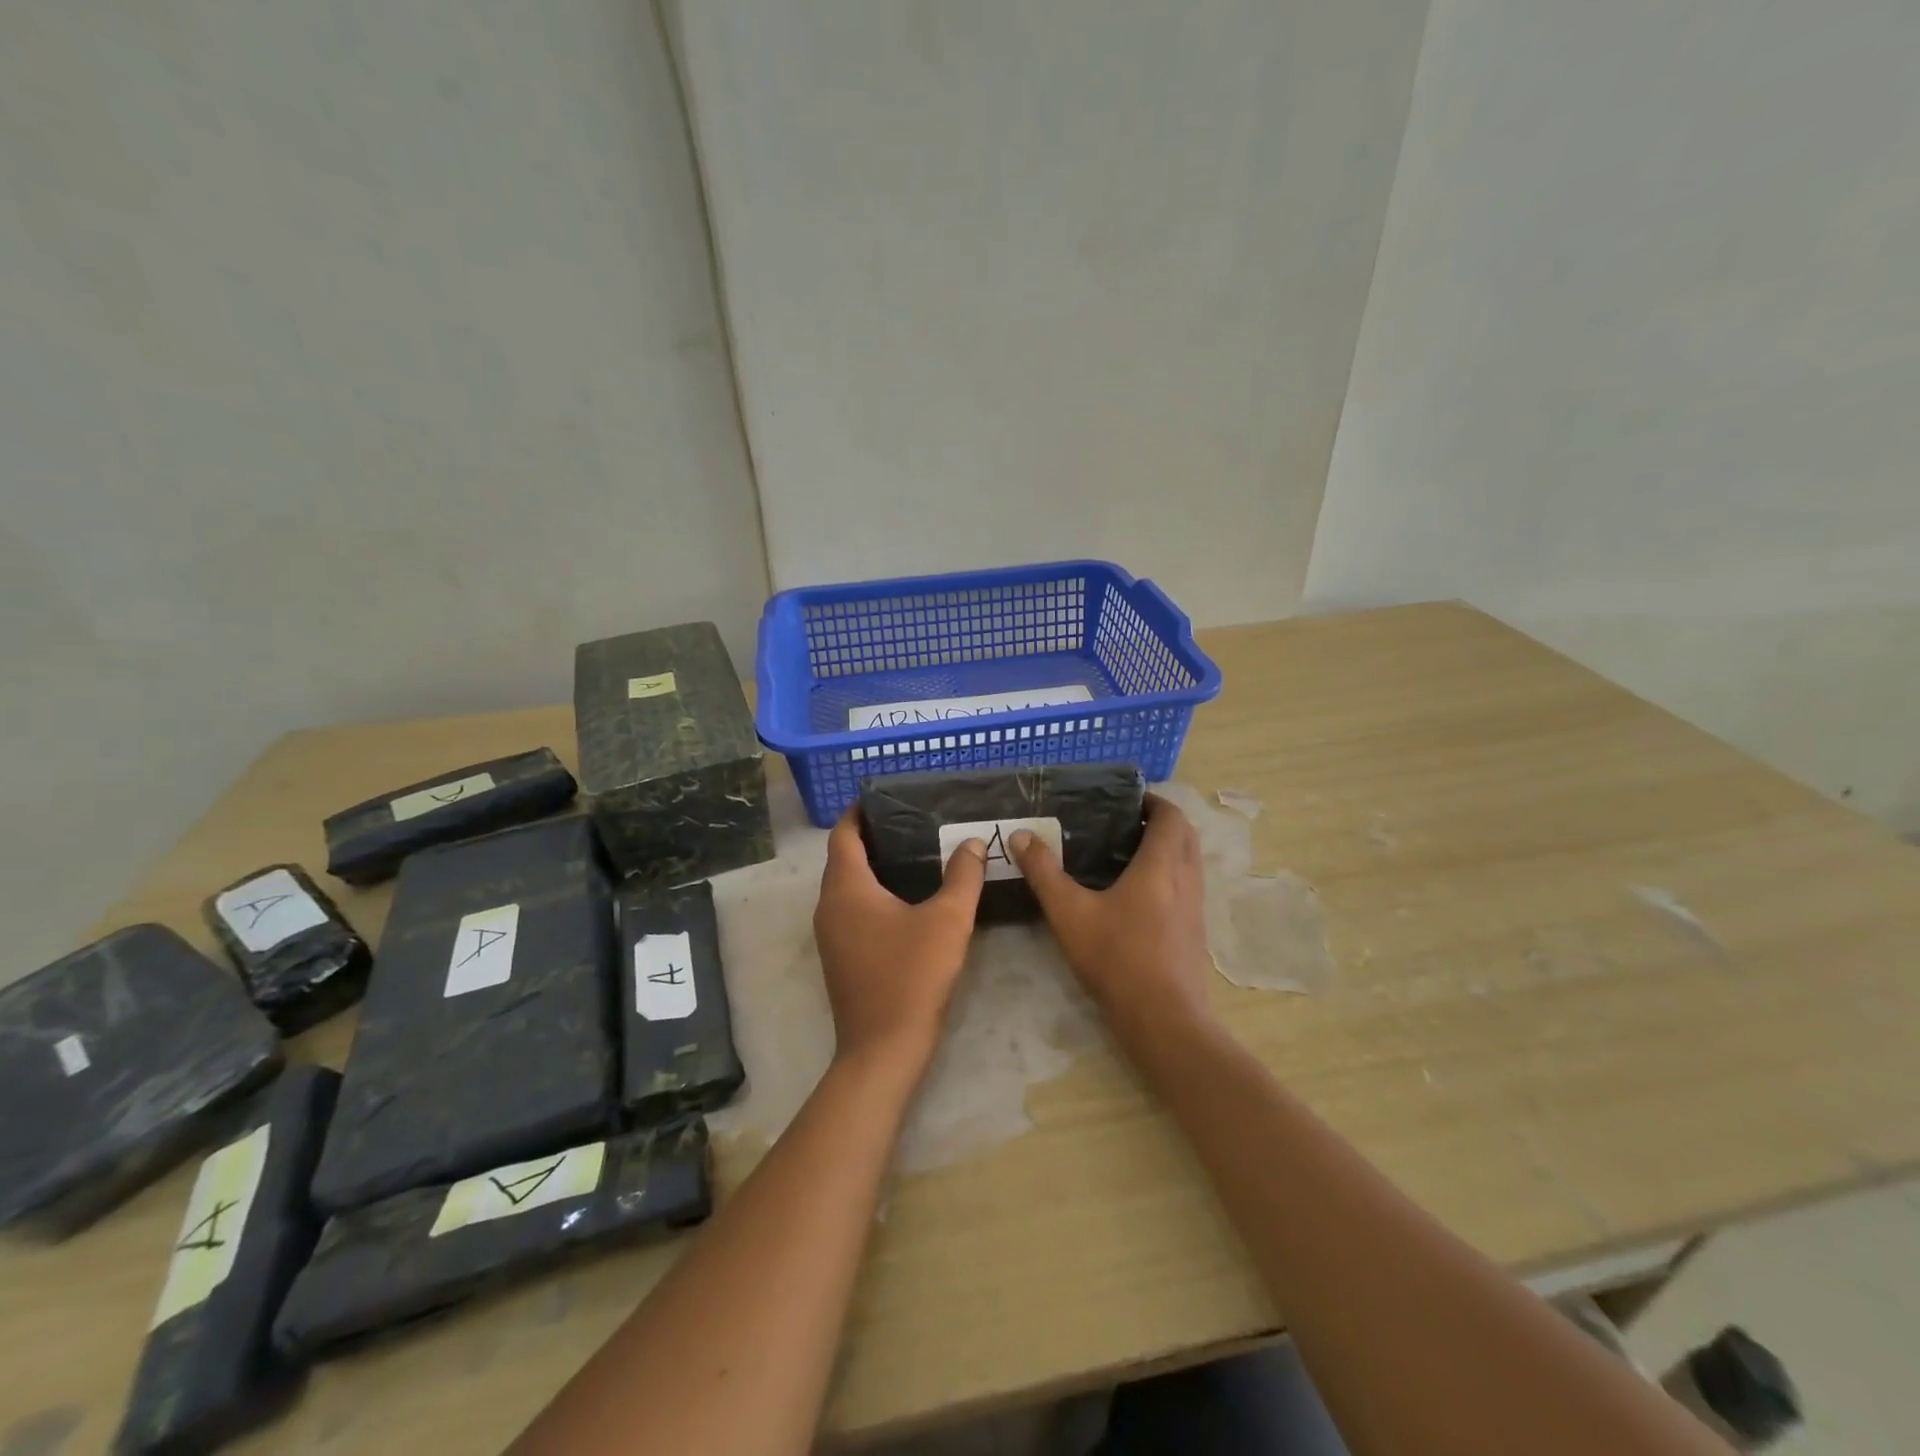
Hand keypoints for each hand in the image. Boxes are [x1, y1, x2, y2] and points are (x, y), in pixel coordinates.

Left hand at [813, 809, 986, 1070]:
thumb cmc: (912, 976)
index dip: (858, 812)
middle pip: (842, 858)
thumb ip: (963, 876)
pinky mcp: (839, 956)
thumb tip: (974, 842)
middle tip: (909, 822)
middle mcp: (829, 905)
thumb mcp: (948, 920)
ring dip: (870, 867)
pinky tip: (903, 899)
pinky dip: (869, 893)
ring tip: (910, 854)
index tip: (882, 797)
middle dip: (869, 837)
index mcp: (846, 888)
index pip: (843, 835)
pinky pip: (850, 909)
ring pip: (845, 886)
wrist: (883, 1048)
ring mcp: (830, 934)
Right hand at [1011, 794, 1214, 1042]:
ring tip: (1127, 852)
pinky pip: (1187, 885)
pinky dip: (1169, 874)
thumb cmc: (1118, 959)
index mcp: (1161, 865)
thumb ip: (1044, 873)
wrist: (1164, 1020)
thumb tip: (1021, 836)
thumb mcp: (1070, 913)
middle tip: (1124, 822)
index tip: (1127, 799)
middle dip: (1161, 821)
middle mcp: (1186, 879)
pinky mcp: (1194, 931)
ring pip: (1189, 861)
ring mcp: (1195, 907)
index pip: (1171, 816)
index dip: (1153, 801)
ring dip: (1168, 847)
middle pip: (1185, 835)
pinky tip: (1138, 893)